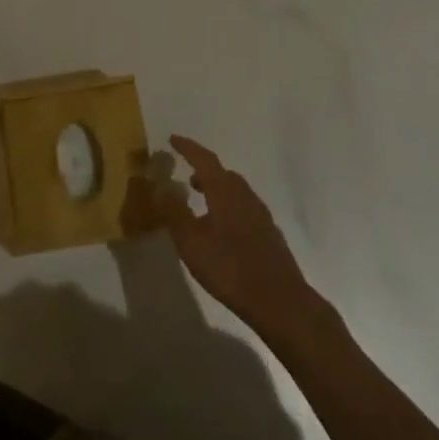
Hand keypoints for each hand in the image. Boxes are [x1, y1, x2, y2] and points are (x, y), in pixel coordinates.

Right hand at [142, 135, 331, 346]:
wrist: (279, 300)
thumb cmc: (229, 268)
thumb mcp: (191, 242)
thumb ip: (174, 213)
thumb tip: (159, 186)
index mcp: (225, 191)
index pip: (204, 159)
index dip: (187, 148)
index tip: (173, 138)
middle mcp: (245, 195)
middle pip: (222, 174)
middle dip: (203, 170)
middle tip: (185, 174)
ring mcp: (260, 214)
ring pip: (234, 191)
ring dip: (216, 189)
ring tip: (199, 200)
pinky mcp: (268, 233)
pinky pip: (243, 207)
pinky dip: (227, 205)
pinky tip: (220, 228)